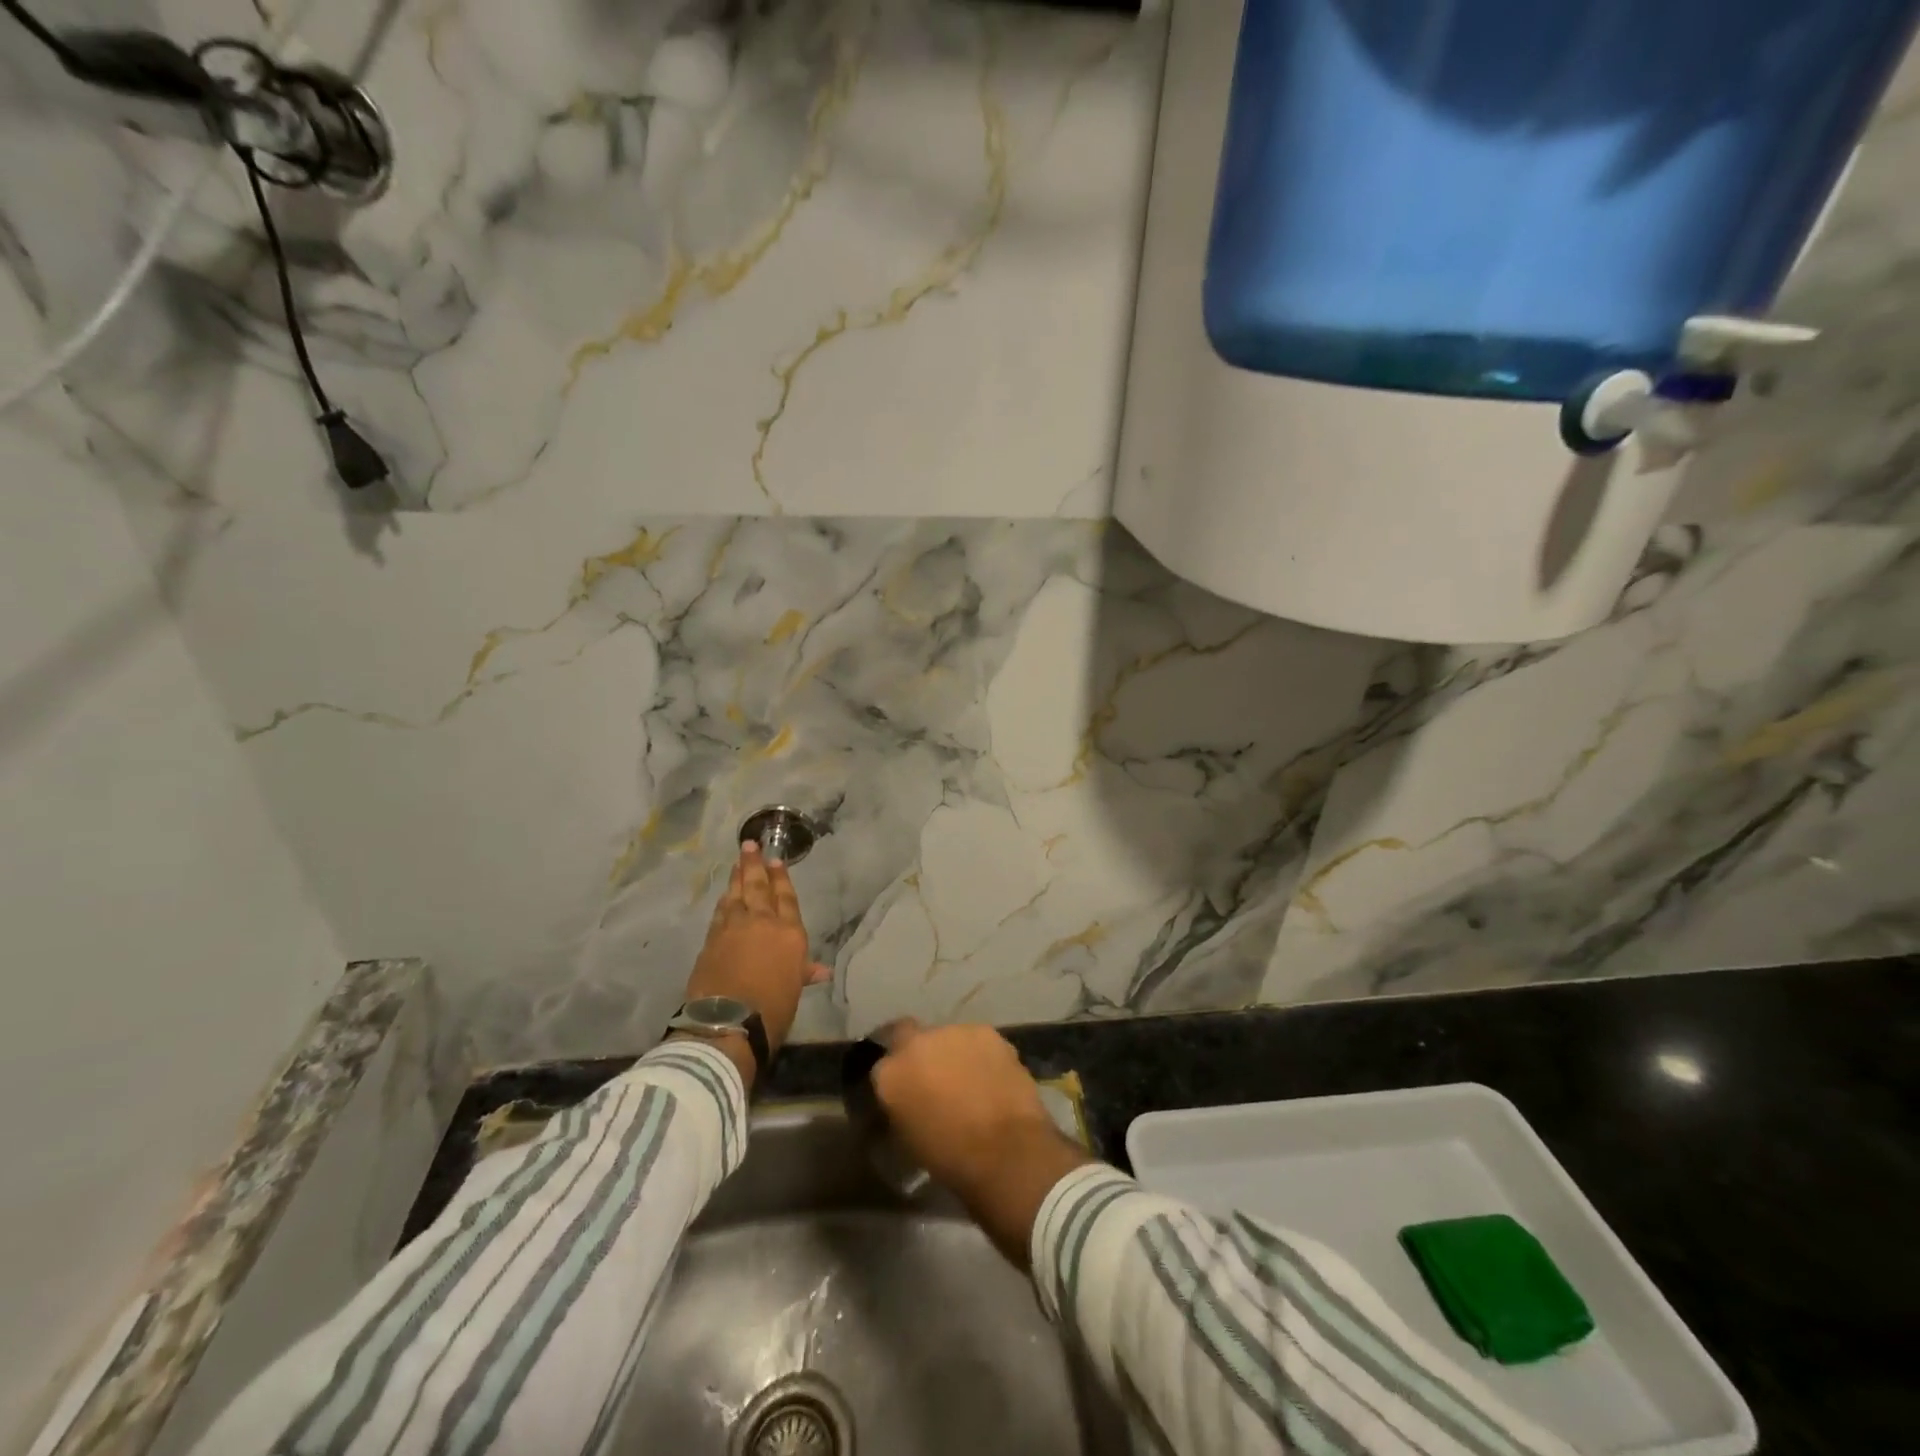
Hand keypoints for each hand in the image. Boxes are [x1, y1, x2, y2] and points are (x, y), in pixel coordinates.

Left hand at [682, 843, 827, 1070]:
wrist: (728, 1021)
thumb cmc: (772, 1007)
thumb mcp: (794, 989)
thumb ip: (803, 972)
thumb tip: (821, 971)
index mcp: (789, 933)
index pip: (786, 898)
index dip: (781, 878)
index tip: (776, 860)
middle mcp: (762, 923)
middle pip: (758, 887)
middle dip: (754, 865)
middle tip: (749, 845)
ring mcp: (733, 928)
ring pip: (735, 896)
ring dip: (736, 879)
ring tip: (737, 864)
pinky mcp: (711, 940)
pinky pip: (719, 913)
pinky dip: (723, 902)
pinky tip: (723, 897)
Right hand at [872, 1023, 1091, 1264]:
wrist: (1006, 1151)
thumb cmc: (951, 1158)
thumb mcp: (907, 1138)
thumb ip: (900, 1106)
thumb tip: (904, 1099)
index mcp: (890, 1073)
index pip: (881, 1062)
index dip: (894, 1074)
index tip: (903, 1087)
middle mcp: (917, 1043)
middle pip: (910, 1037)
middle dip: (919, 1053)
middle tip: (934, 1079)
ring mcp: (954, 1032)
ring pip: (946, 1037)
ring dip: (951, 1052)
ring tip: (968, 1080)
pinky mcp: (987, 1032)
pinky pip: (976, 1041)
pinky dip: (979, 1055)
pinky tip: (991, 1078)